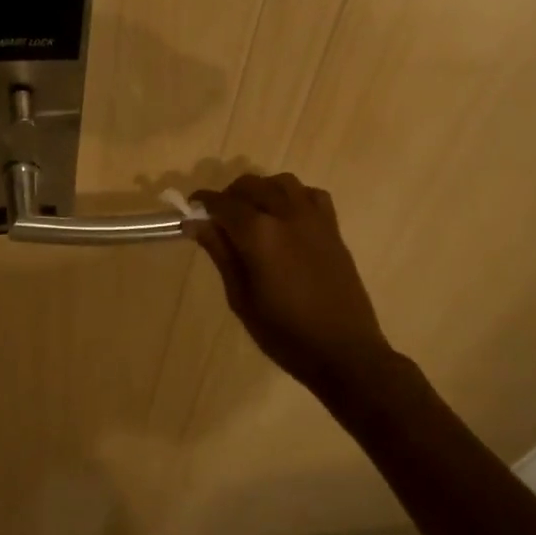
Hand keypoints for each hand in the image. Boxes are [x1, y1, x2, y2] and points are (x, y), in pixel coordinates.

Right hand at [188, 173, 391, 388]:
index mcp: (259, 234)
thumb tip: (195, 223)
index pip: (222, 203)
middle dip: (230, 196)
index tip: (191, 211)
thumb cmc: (285, 333)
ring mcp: (314, 218)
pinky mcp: (333, 228)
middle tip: (219, 220)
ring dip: (262, 190)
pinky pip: (311, 195)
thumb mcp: (241, 297)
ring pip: (282, 182)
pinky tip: (287, 218)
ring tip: (253, 214)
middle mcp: (286, 215)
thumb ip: (220, 253)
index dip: (203, 203)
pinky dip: (294, 197)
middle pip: (251, 185)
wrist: (344, 352)